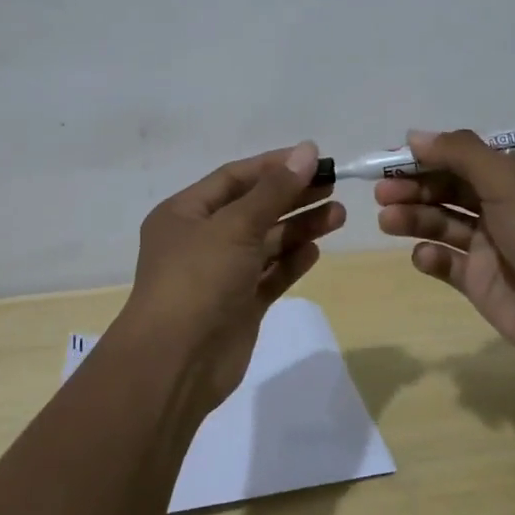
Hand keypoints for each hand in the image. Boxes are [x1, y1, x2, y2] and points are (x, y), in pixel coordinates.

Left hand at [119, 142, 345, 414]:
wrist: (176, 364)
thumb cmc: (198, 280)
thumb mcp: (235, 226)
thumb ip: (274, 190)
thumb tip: (307, 150)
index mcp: (185, 213)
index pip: (235, 178)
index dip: (274, 165)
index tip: (314, 158)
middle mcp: (201, 239)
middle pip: (254, 208)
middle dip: (293, 196)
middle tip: (333, 185)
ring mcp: (221, 274)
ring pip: (266, 242)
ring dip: (299, 227)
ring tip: (338, 215)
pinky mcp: (239, 305)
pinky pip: (270, 275)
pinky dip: (291, 262)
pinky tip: (316, 250)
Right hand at [374, 129, 514, 369]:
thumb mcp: (507, 179)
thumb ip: (459, 153)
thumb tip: (415, 135)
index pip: (465, 157)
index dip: (429, 156)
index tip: (393, 159)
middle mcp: (504, 205)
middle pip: (448, 189)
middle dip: (414, 187)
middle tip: (382, 191)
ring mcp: (491, 245)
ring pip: (442, 223)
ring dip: (414, 217)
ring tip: (387, 220)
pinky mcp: (481, 281)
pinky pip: (446, 262)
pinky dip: (431, 257)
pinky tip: (425, 256)